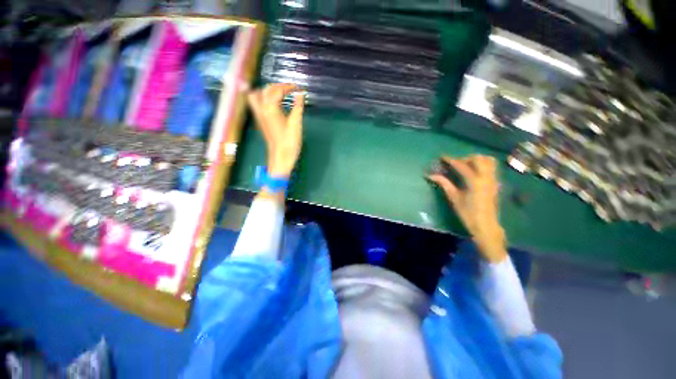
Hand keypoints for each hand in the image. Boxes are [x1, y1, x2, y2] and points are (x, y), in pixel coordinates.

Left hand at [248, 83, 304, 177]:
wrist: (281, 157)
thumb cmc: (289, 141)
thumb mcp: (296, 123)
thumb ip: (298, 106)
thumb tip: (300, 94)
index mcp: (270, 108)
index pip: (277, 90)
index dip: (288, 86)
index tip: (298, 87)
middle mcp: (261, 109)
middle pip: (266, 90)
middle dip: (278, 86)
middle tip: (291, 89)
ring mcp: (259, 115)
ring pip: (257, 95)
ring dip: (268, 91)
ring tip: (281, 94)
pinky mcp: (261, 121)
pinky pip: (257, 103)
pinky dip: (265, 98)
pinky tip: (275, 104)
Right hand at [428, 155, 506, 262]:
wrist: (485, 225)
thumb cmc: (467, 213)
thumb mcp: (454, 198)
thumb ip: (444, 183)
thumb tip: (431, 175)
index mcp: (474, 181)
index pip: (461, 165)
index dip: (451, 160)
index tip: (442, 157)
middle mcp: (486, 177)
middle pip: (478, 158)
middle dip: (465, 158)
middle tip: (455, 164)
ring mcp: (493, 179)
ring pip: (488, 161)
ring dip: (476, 160)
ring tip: (465, 166)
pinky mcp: (495, 183)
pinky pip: (491, 168)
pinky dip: (482, 165)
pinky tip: (474, 173)